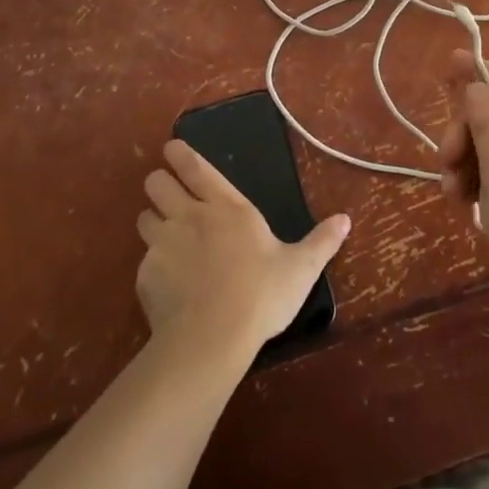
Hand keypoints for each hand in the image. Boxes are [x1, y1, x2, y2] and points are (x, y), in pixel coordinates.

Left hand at [135, 140, 349, 361]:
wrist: (211, 340)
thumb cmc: (261, 295)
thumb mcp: (300, 268)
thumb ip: (321, 241)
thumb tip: (346, 219)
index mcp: (226, 207)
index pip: (195, 167)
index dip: (180, 153)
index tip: (171, 148)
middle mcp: (189, 216)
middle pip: (157, 183)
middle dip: (159, 183)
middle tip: (168, 193)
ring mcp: (162, 245)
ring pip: (143, 218)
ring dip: (152, 221)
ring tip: (165, 236)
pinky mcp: (145, 276)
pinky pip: (143, 260)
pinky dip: (153, 265)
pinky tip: (167, 284)